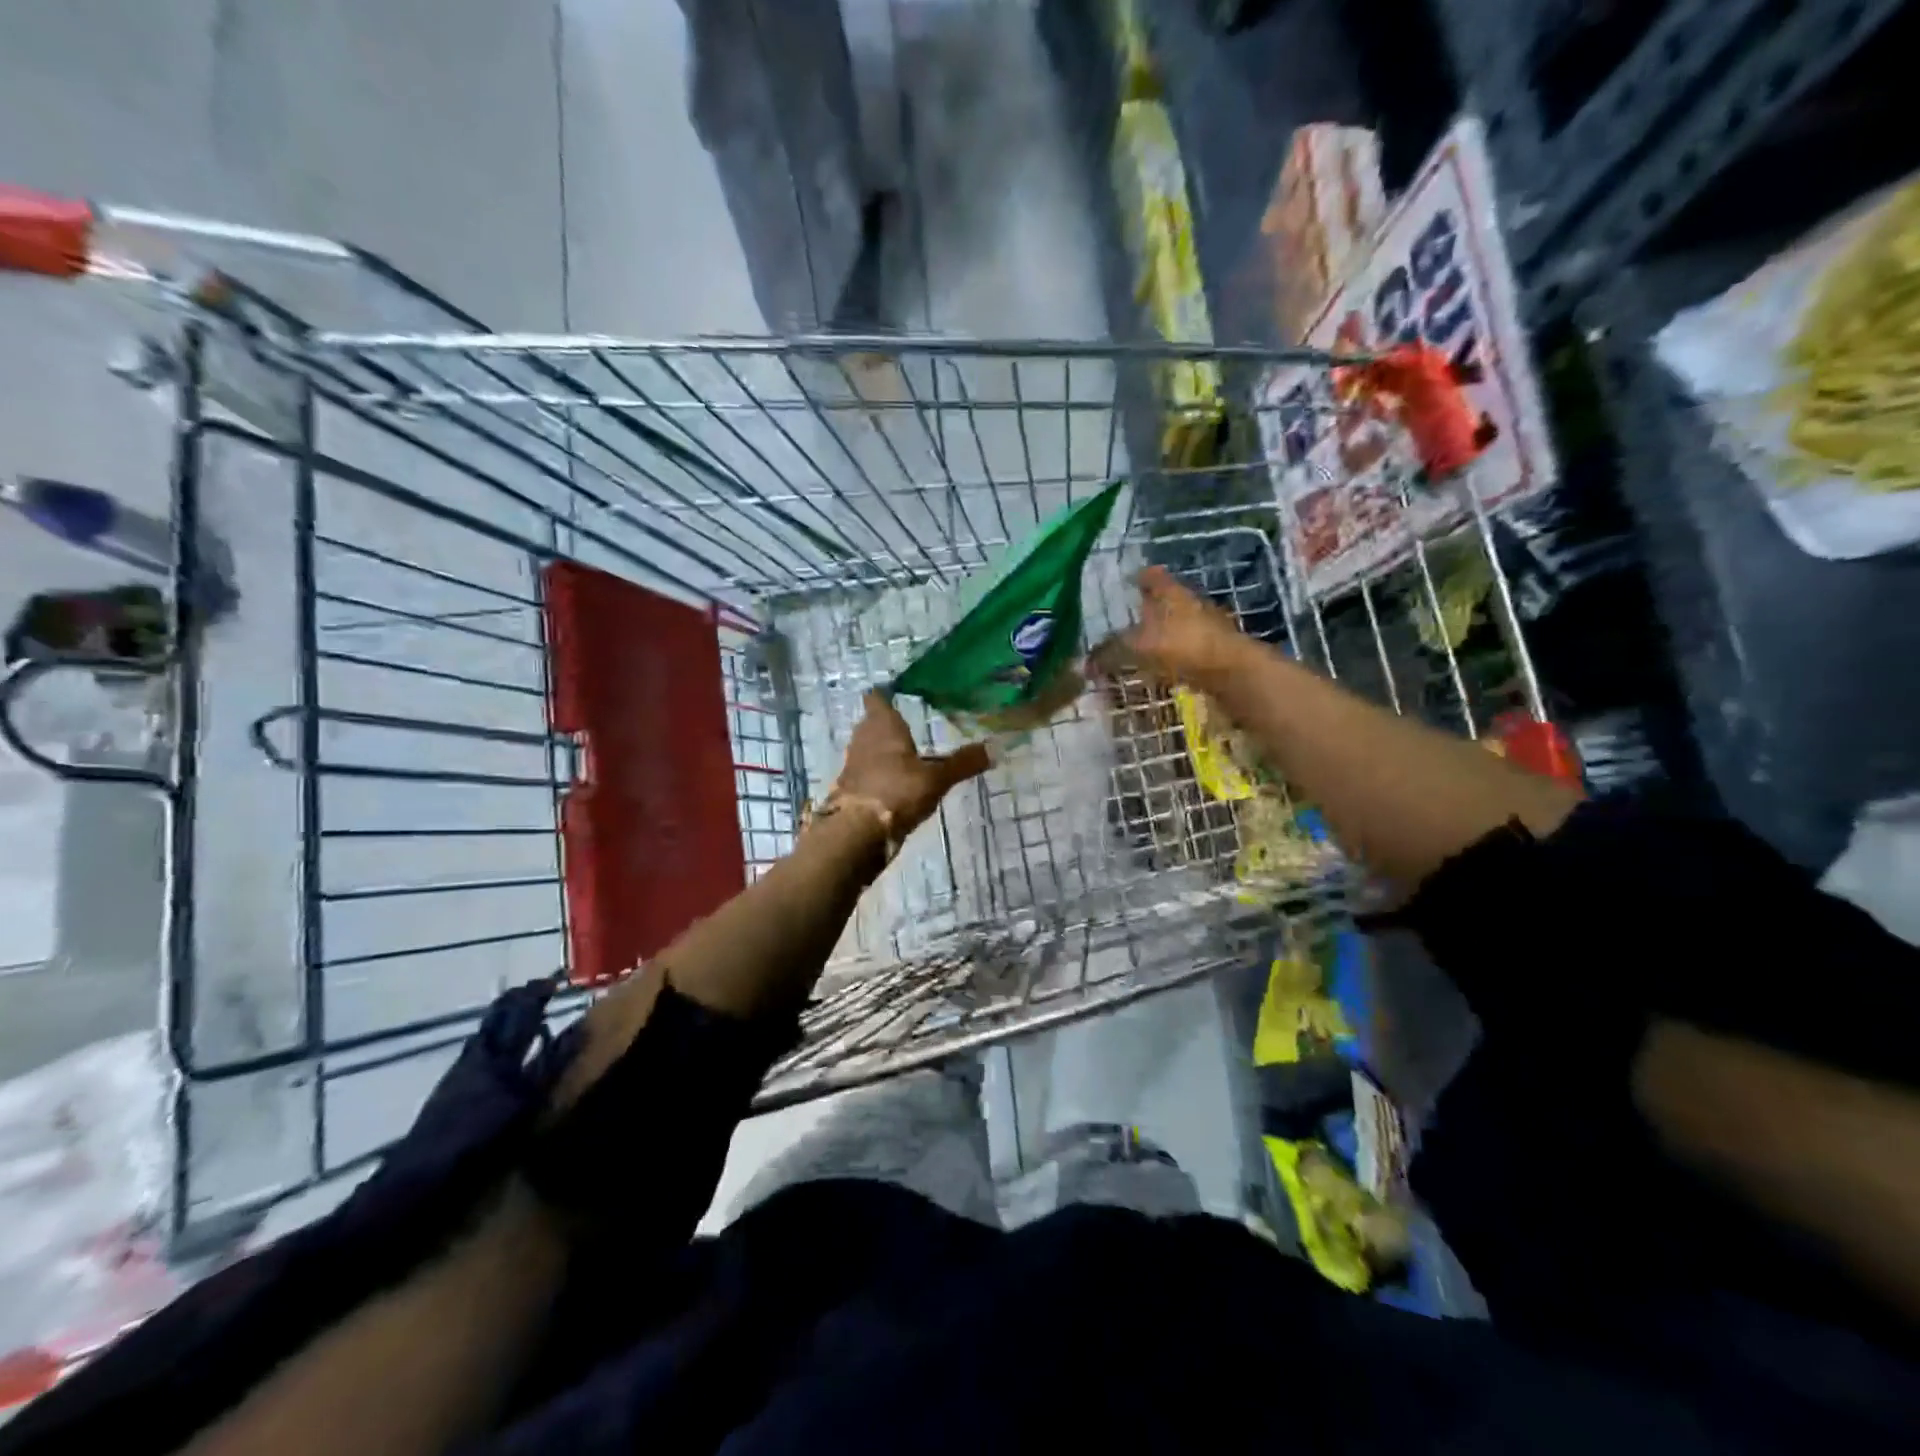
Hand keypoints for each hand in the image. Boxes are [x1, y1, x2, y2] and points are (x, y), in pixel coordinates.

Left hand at [835, 691, 990, 835]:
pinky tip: (896, 783)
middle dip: (888, 724)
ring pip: (868, 748)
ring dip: (883, 751)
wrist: (857, 832)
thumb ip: (964, 763)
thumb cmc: (897, 791)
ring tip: (906, 755)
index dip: (885, 694)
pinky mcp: (850, 788)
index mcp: (882, 725)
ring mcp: (853, 764)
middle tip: (909, 725)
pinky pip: (866, 772)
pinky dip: (878, 774)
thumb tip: (997, 747)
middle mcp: (863, 738)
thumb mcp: (937, 778)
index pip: (876, 697)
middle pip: (872, 723)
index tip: (897, 693)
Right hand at [1091, 566, 1244, 687]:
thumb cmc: (1184, 647)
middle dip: (1149, 607)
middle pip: (1167, 600)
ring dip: (1161, 633)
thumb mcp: (1138, 648)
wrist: (1234, 672)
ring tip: (1141, 644)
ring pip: (1177, 625)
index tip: (1127, 579)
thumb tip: (1083, 663)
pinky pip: (1185, 649)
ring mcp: (1206, 628)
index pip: (1152, 577)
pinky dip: (1172, 655)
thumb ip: (1110, 653)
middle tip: (1128, 615)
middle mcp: (1190, 604)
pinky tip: (1161, 666)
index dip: (1139, 577)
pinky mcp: (1214, 653)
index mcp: (1172, 593)